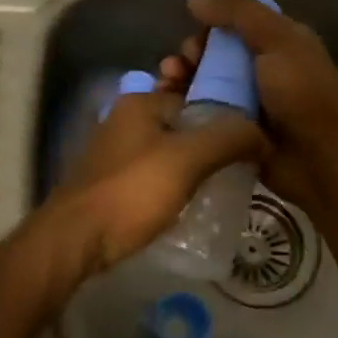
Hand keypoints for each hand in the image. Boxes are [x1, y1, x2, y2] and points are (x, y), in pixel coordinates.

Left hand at [38, 87, 266, 288]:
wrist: (74, 240)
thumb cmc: (131, 191)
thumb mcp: (188, 160)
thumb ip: (228, 139)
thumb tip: (264, 135)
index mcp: (140, 102)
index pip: (195, 97)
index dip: (224, 118)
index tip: (249, 146)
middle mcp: (125, 119)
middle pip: (181, 125)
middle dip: (209, 144)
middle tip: (238, 169)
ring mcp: (114, 152)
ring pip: (166, 151)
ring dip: (191, 167)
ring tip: (221, 188)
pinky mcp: (109, 183)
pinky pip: (152, 175)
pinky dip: (172, 184)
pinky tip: (189, 204)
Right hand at [159, 0, 337, 215]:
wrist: (318, 159)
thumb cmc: (301, 93)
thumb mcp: (277, 39)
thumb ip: (238, 12)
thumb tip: (193, 1)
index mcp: (278, 42)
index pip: (233, 24)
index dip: (209, 29)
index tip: (194, 43)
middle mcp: (262, 69)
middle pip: (214, 54)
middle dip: (189, 57)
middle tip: (175, 69)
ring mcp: (248, 102)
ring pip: (204, 84)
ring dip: (181, 82)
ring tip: (165, 88)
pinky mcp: (235, 131)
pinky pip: (203, 114)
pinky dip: (184, 109)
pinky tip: (166, 109)